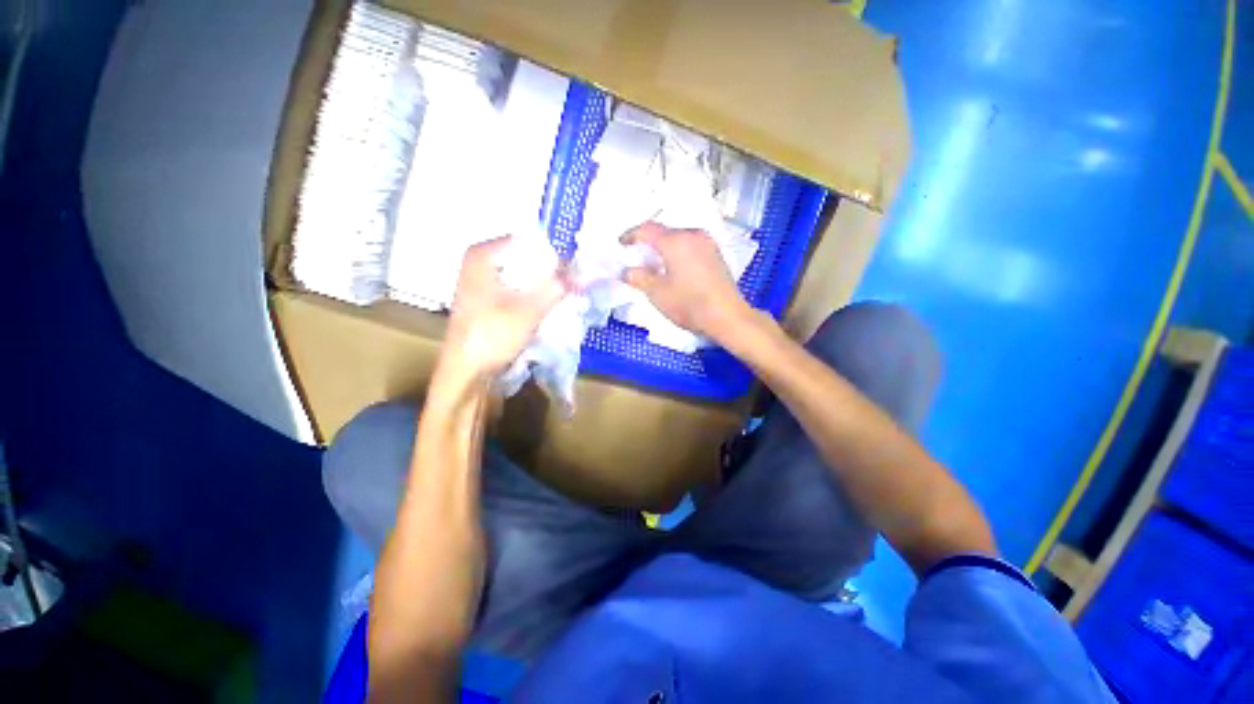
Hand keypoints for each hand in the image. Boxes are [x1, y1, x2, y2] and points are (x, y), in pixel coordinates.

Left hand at [441, 236, 567, 382]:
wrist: (467, 374)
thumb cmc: (492, 336)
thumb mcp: (530, 309)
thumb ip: (559, 286)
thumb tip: (587, 271)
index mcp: (483, 254)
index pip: (531, 242)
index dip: (556, 256)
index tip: (577, 272)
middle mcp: (482, 263)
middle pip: (528, 260)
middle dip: (553, 273)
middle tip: (577, 285)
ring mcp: (486, 284)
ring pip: (526, 277)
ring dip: (547, 287)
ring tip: (568, 297)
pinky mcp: (492, 302)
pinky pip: (521, 292)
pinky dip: (537, 298)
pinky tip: (551, 309)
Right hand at [621, 223, 754, 340]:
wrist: (727, 316)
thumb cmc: (689, 304)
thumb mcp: (657, 293)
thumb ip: (639, 278)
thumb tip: (627, 271)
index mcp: (675, 241)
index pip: (647, 229)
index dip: (631, 235)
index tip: (621, 243)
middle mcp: (693, 235)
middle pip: (664, 231)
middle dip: (648, 241)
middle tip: (636, 254)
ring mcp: (708, 243)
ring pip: (679, 238)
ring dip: (664, 246)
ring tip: (654, 262)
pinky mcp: (716, 254)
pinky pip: (690, 245)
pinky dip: (678, 251)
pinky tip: (674, 267)